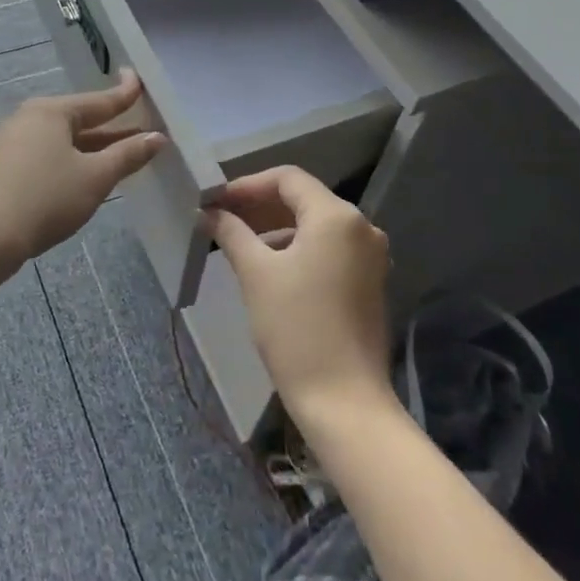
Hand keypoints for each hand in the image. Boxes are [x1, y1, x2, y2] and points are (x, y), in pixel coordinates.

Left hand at [0, 70, 166, 264]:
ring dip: (89, 147)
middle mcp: (27, 118)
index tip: (138, 80)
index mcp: (51, 111)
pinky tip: (78, 176)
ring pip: (59, 140)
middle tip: (137, 126)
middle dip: (109, 127)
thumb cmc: (45, 199)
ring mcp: (8, 143)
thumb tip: (157, 137)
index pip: (98, 101)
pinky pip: (43, 155)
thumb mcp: (95, 177)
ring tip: (116, 155)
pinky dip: (66, 160)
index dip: (123, 94)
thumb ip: (127, 155)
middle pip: (77, 119)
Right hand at [200, 166, 392, 422]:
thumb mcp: (256, 274)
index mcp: (336, 216)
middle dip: (260, 206)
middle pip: (304, 199)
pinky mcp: (369, 281)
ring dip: (277, 227)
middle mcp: (361, 227)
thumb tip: (210, 212)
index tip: (217, 201)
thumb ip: (232, 233)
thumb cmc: (296, 329)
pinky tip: (269, 265)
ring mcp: (370, 256)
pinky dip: (298, 248)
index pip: (288, 179)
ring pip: (316, 225)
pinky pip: (329, 248)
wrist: (344, 401)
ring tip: (239, 242)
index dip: (248, 185)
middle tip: (222, 218)